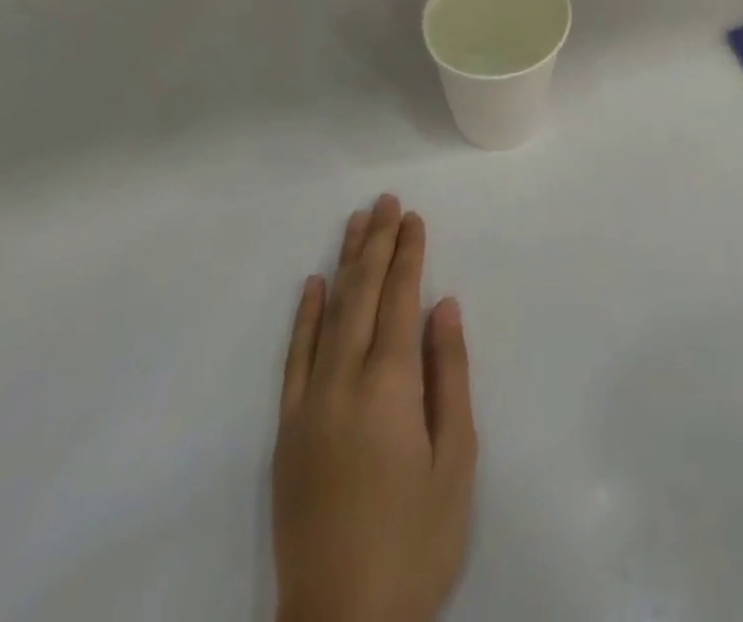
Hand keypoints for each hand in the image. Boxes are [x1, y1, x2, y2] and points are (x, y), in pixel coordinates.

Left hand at [273, 195, 476, 621]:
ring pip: (328, 315)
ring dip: (344, 264)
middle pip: (361, 294)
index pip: (399, 299)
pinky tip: (313, 285)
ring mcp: (309, 404)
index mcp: (389, 386)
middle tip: (384, 201)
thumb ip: (449, 375)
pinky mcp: (287, 431)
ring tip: (355, 223)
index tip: (412, 217)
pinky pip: (294, 359)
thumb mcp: (455, 460)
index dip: (407, 254)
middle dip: (376, 243)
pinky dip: (304, 318)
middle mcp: (344, 382)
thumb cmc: (416, 540)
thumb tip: (443, 306)